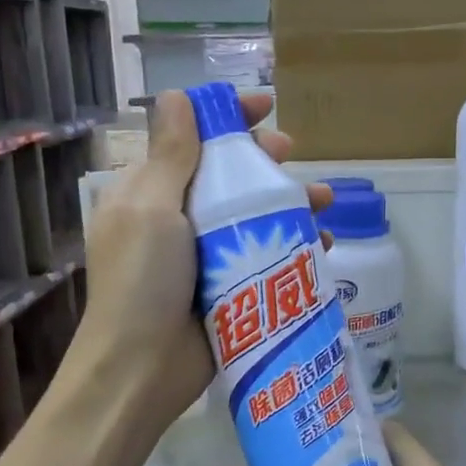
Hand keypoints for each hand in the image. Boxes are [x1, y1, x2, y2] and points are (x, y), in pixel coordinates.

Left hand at [76, 90, 330, 437]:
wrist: (142, 369)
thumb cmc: (142, 280)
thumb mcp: (151, 208)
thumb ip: (170, 155)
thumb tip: (175, 96)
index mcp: (150, 192)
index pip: (189, 139)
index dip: (225, 117)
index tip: (264, 106)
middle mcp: (178, 218)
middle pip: (227, 175)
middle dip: (262, 160)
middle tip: (289, 155)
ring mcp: (206, 255)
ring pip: (254, 215)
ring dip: (289, 202)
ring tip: (324, 201)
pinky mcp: (231, 287)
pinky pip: (268, 255)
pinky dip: (296, 245)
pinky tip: (324, 244)